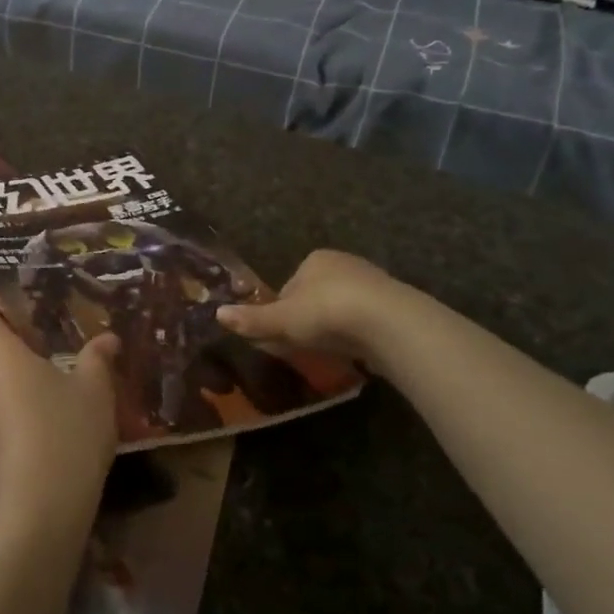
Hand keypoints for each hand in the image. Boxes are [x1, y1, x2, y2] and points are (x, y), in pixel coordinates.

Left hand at [0, 300, 117, 542]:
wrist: (39, 513)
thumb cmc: (67, 434)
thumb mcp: (95, 391)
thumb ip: (98, 358)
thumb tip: (108, 337)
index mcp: (0, 355)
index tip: (21, 305)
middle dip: (16, 347)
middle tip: (52, 346)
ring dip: (17, 382)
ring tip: (53, 385)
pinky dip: (16, 411)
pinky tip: (46, 424)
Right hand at [216, 248, 415, 374]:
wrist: (389, 323)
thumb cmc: (327, 313)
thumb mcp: (282, 320)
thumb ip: (252, 319)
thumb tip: (217, 314)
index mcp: (315, 259)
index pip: (289, 286)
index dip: (283, 310)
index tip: (282, 334)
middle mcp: (344, 263)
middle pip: (316, 295)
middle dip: (309, 318)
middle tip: (304, 346)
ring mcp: (373, 283)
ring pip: (343, 308)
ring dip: (335, 328)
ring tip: (330, 353)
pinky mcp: (396, 306)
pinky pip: (367, 321)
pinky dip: (359, 335)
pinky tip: (356, 353)